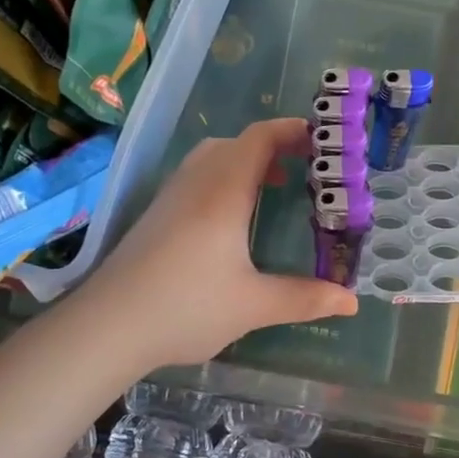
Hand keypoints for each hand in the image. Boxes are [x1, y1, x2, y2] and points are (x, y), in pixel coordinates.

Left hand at [76, 118, 358, 368]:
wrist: (107, 326)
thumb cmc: (185, 307)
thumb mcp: (253, 305)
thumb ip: (304, 299)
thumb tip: (352, 300)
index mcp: (223, 192)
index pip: (259, 138)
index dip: (292, 131)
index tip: (323, 140)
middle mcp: (196, 183)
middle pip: (236, 143)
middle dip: (273, 146)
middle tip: (305, 168)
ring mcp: (171, 197)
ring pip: (212, 158)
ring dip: (246, 162)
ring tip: (272, 188)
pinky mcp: (155, 215)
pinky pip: (196, 177)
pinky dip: (223, 178)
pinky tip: (231, 219)